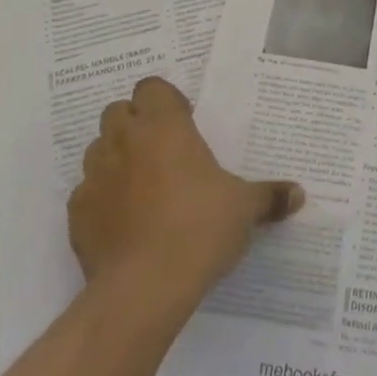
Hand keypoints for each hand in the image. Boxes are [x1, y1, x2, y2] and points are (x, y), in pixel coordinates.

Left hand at [69, 76, 303, 302]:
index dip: (165, 100)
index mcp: (164, 127)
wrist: (143, 288)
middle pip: (118, 111)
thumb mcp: (244, 209)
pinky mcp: (77, 214)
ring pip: (98, 148)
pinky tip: (123, 222)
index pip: (151, 87)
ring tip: (142, 185)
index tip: (184, 122)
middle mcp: (124, 141)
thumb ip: (269, 196)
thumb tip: (298, 194)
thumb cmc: (200, 228)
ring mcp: (95, 176)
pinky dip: (102, 199)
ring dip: (116, 157)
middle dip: (136, 123)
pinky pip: (87, 193)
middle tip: (162, 150)